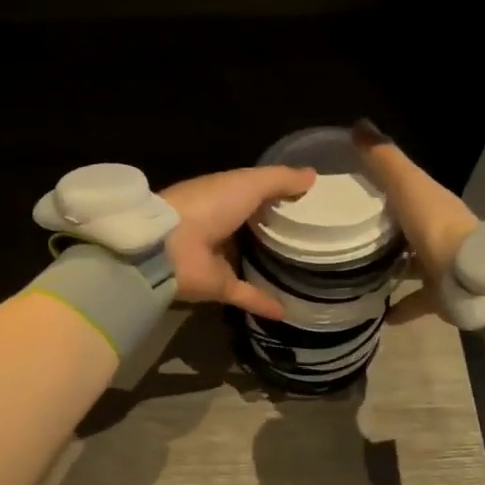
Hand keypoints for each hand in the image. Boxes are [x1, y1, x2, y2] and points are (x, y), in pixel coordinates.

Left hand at [159, 166, 316, 319]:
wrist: (169, 246)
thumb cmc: (208, 205)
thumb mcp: (248, 182)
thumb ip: (280, 179)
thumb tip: (313, 175)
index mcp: (223, 197)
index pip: (255, 195)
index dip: (280, 196)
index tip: (311, 202)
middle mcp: (220, 226)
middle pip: (253, 229)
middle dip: (277, 232)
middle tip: (314, 238)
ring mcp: (218, 258)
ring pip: (248, 262)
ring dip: (269, 268)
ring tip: (305, 272)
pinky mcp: (218, 287)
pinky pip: (246, 295)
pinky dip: (265, 302)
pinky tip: (289, 310)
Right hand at [351, 120, 479, 324]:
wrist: (471, 279)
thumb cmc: (436, 226)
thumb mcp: (407, 185)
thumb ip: (384, 158)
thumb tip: (358, 124)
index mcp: (431, 202)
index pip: (405, 187)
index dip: (380, 184)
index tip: (349, 187)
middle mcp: (437, 232)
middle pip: (406, 226)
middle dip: (382, 228)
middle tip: (345, 232)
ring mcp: (441, 265)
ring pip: (410, 263)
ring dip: (389, 267)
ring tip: (354, 272)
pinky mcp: (440, 296)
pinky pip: (414, 301)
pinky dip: (398, 307)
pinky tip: (376, 313)